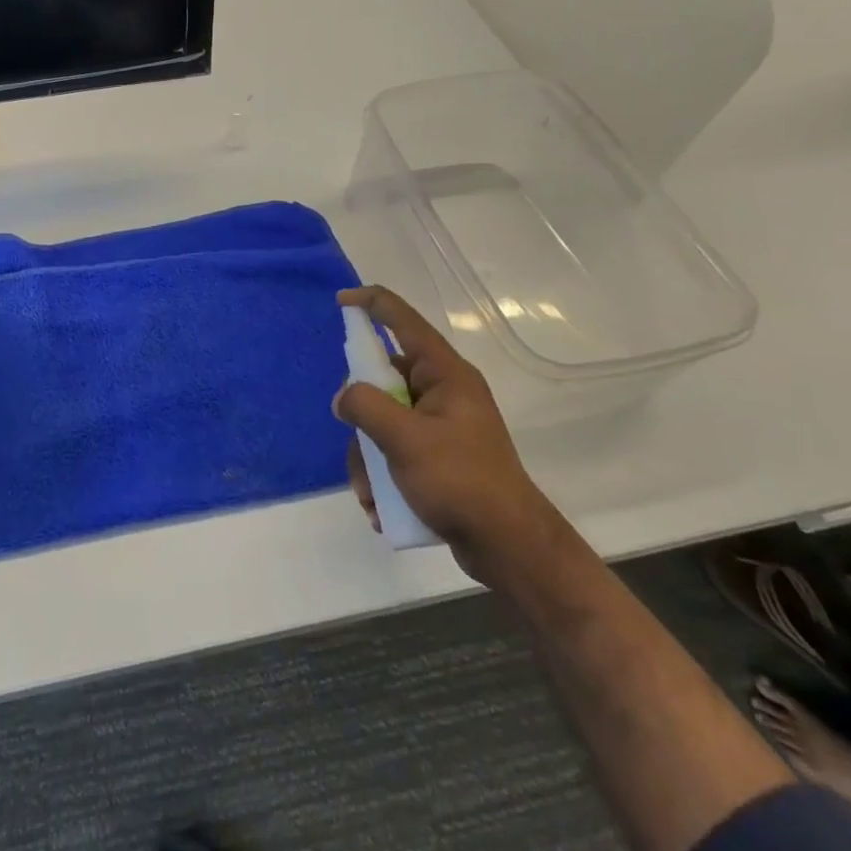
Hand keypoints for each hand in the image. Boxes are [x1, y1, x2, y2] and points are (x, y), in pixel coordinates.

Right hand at [334, 285, 560, 583]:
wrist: (510, 548)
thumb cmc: (461, 481)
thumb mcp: (404, 439)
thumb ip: (365, 407)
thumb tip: (343, 397)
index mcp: (445, 374)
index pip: (403, 321)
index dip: (371, 304)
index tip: (340, 302)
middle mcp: (443, 392)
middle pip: (383, 381)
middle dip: (361, 418)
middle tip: (359, 443)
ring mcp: (441, 426)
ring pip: (382, 421)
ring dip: (367, 458)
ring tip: (371, 494)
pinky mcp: (438, 456)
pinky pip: (394, 450)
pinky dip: (381, 476)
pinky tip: (381, 507)